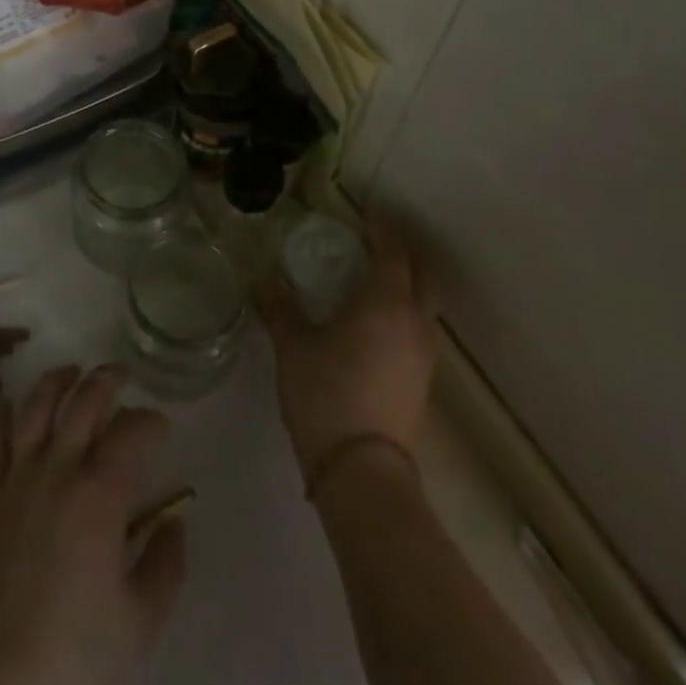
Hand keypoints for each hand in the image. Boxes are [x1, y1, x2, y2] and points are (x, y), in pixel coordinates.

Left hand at [0, 365, 186, 684]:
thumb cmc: (75, 648)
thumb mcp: (141, 619)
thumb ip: (166, 565)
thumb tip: (175, 523)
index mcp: (101, 491)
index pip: (132, 431)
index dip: (150, 420)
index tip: (161, 427)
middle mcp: (59, 466)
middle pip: (85, 400)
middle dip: (109, 379)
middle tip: (124, 375)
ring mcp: (18, 474)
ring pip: (36, 404)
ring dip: (57, 379)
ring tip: (72, 371)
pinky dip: (1, 412)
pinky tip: (9, 401)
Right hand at [261, 216, 437, 476]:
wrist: (362, 471)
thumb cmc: (326, 394)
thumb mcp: (293, 346)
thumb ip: (278, 308)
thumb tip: (259, 279)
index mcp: (386, 303)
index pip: (392, 251)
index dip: (381, 228)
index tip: (364, 213)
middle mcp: (415, 321)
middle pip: (423, 274)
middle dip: (403, 253)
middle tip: (374, 243)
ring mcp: (425, 354)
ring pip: (426, 304)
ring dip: (407, 284)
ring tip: (373, 282)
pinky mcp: (424, 381)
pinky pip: (420, 329)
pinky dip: (405, 313)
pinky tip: (377, 325)